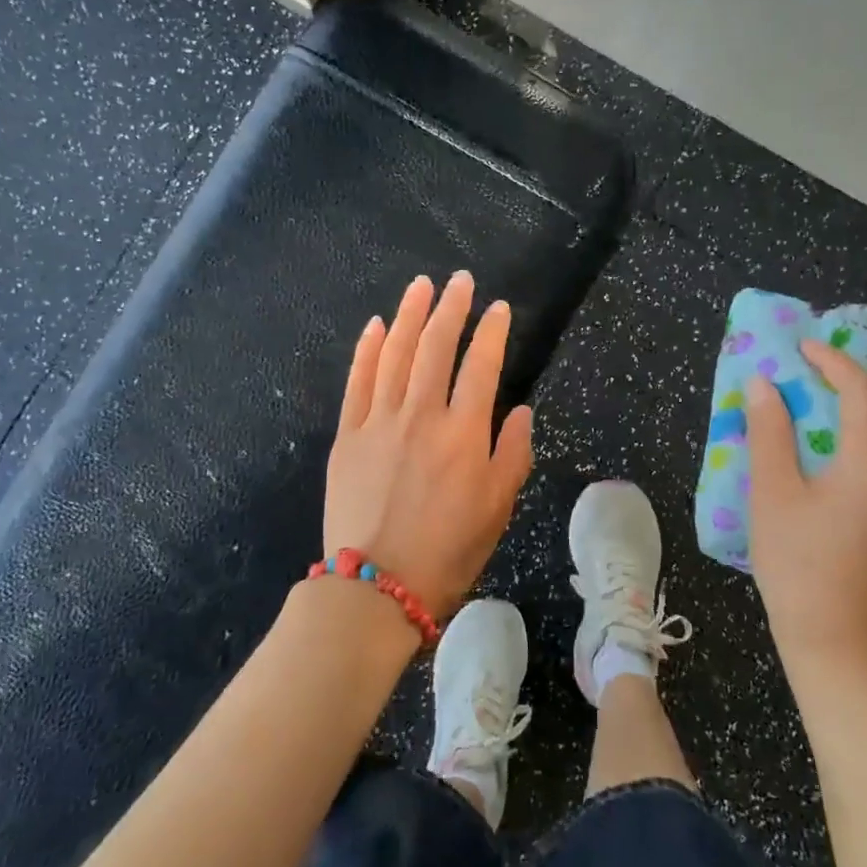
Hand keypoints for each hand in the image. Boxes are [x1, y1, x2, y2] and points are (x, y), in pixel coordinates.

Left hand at [324, 272, 534, 618]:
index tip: (499, 308)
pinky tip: (374, 326)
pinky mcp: (348, 434)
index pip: (481, 366)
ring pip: (394, 353)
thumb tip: (518, 411)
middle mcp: (421, 415)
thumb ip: (513, 453)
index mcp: (463, 433)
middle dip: (450, 308)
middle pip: (435, 347)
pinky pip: (357, 381)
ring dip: (408, 315)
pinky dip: (366, 350)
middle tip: (459, 280)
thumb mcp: (498, 508)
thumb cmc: (448, 551)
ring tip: (420, 286)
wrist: (376, 586)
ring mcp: (379, 421)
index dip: (492, 332)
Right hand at [744, 339, 866, 678]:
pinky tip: (820, 462)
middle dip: (842, 385)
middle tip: (798, 380)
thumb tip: (762, 384)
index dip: (830, 360)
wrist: (838, 643)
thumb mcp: (772, 494)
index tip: (798, 347)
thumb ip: (769, 433)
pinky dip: (855, 444)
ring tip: (804, 416)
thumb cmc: (798, 565)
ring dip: (849, 416)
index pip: (860, 390)